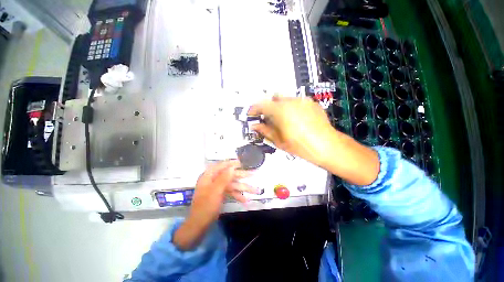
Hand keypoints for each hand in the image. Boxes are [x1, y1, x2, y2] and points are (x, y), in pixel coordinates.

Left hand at [173, 161, 257, 249]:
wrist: (198, 226)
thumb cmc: (205, 207)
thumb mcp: (215, 192)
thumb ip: (224, 179)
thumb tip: (232, 167)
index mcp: (208, 176)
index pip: (221, 165)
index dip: (232, 163)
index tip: (242, 162)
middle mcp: (213, 180)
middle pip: (229, 175)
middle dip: (241, 176)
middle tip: (253, 174)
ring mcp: (216, 188)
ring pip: (231, 184)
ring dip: (242, 187)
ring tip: (255, 190)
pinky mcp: (219, 195)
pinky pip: (230, 192)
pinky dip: (237, 195)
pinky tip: (245, 200)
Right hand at [249, 97, 379, 185]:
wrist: (327, 146)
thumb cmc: (300, 146)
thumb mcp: (279, 140)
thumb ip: (265, 130)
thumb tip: (255, 126)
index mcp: (280, 111)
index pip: (261, 105)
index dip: (254, 109)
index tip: (252, 115)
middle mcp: (290, 101)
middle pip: (274, 99)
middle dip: (268, 107)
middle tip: (268, 119)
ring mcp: (302, 100)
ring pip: (285, 99)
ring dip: (280, 107)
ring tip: (283, 120)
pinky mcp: (311, 103)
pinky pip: (297, 102)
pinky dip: (291, 108)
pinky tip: (296, 119)